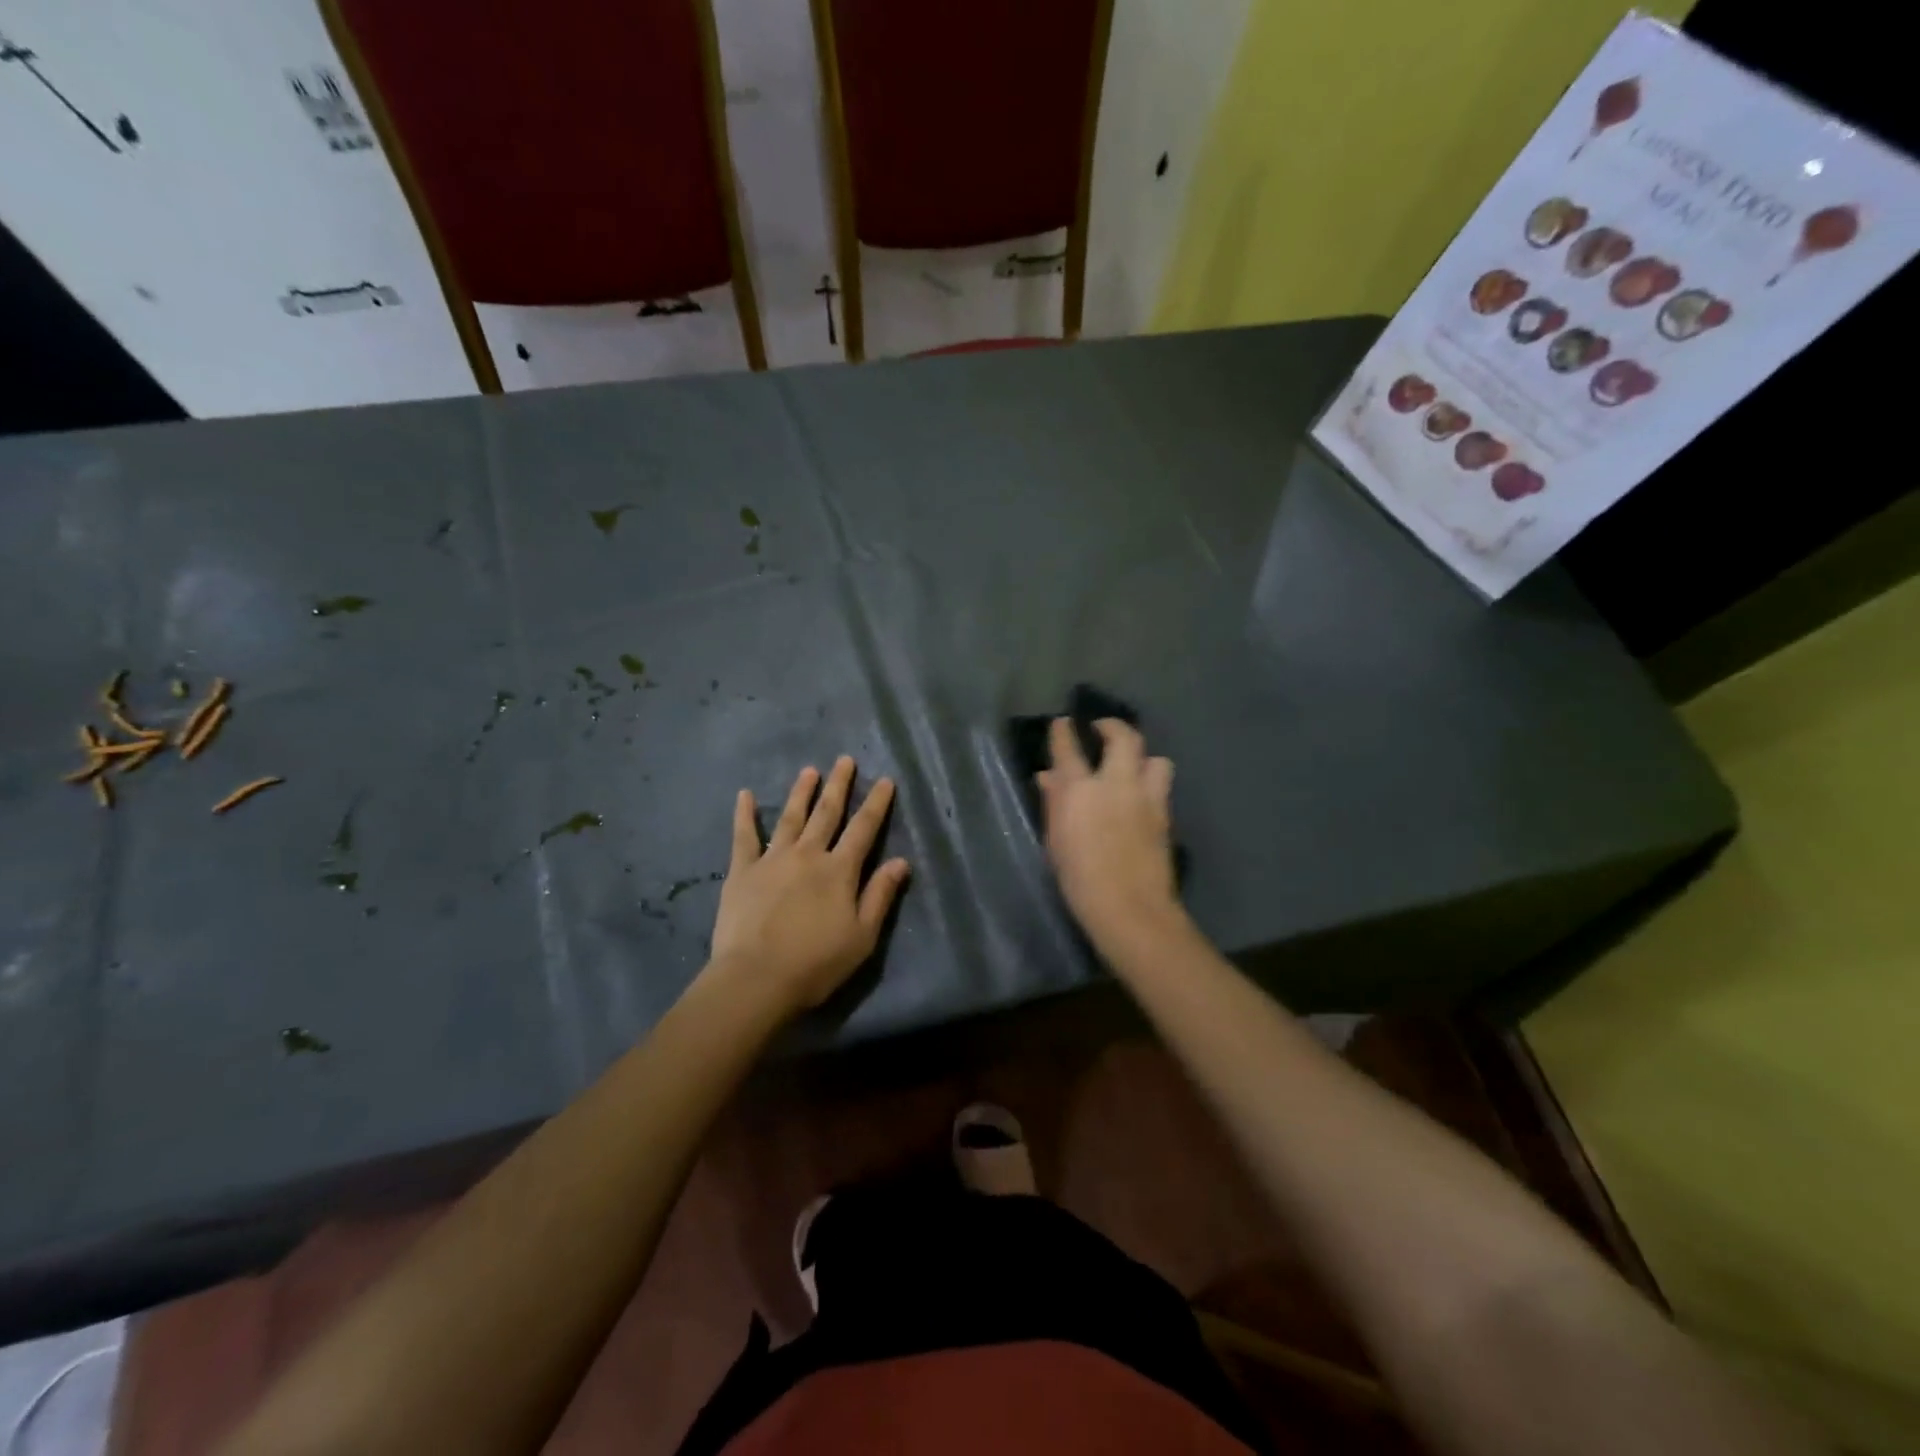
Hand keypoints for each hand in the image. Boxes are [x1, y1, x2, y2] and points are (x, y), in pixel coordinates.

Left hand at [707, 756, 910, 1015]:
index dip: (876, 803)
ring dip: (801, 792)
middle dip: (839, 785)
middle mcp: (808, 855)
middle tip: (845, 759)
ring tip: (809, 771)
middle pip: (827, 813)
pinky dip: (745, 814)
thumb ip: (880, 895)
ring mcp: (773, 859)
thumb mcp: (862, 936)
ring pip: (791, 817)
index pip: (863, 829)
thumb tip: (900, 861)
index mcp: (839, 871)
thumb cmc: (816, 963)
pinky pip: (744, 836)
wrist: (756, 979)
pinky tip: (745, 795)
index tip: (885, 780)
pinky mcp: (742, 871)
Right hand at [1038, 718, 1181, 949]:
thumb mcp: (1055, 840)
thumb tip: (1048, 777)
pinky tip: (1139, 796)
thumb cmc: (1079, 879)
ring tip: (1132, 765)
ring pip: (1155, 759)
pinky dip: (1150, 783)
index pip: (1068, 748)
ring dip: (1142, 757)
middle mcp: (1116, 784)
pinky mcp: (1164, 816)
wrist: (1130, 908)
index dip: (1063, 731)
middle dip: (1113, 726)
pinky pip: (1161, 786)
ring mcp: (1146, 798)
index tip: (1062, 723)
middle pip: (1123, 737)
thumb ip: (1054, 802)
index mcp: (1080, 790)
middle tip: (1102, 728)